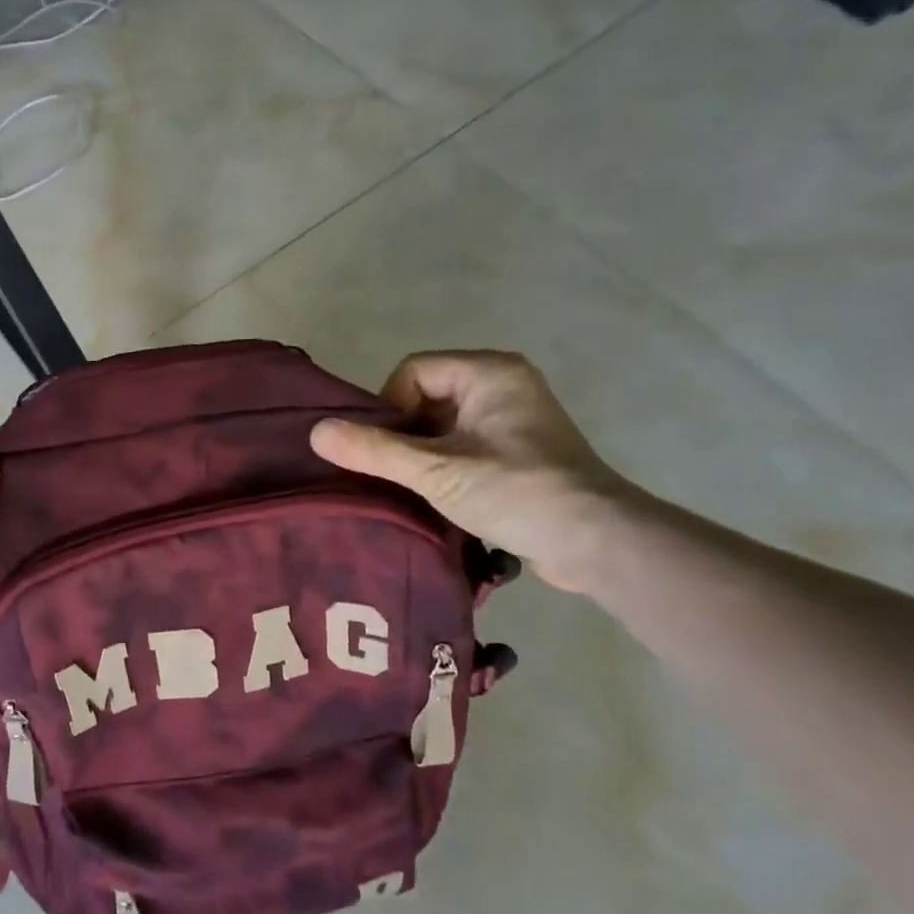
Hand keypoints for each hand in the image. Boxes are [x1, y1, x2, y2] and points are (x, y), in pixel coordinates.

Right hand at [310, 351, 633, 592]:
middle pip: (426, 396)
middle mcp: (503, 384)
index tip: (383, 450)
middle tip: (394, 473)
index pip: (413, 371)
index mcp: (489, 372)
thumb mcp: (436, 471)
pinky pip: (464, 444)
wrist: (597, 543)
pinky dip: (444, 465)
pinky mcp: (519, 451)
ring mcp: (514, 419)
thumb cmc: (516, 492)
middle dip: (403, 434)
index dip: (388, 407)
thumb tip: (315, 432)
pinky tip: (437, 496)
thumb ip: (374, 450)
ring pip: (443, 424)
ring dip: (421, 454)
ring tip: (413, 489)